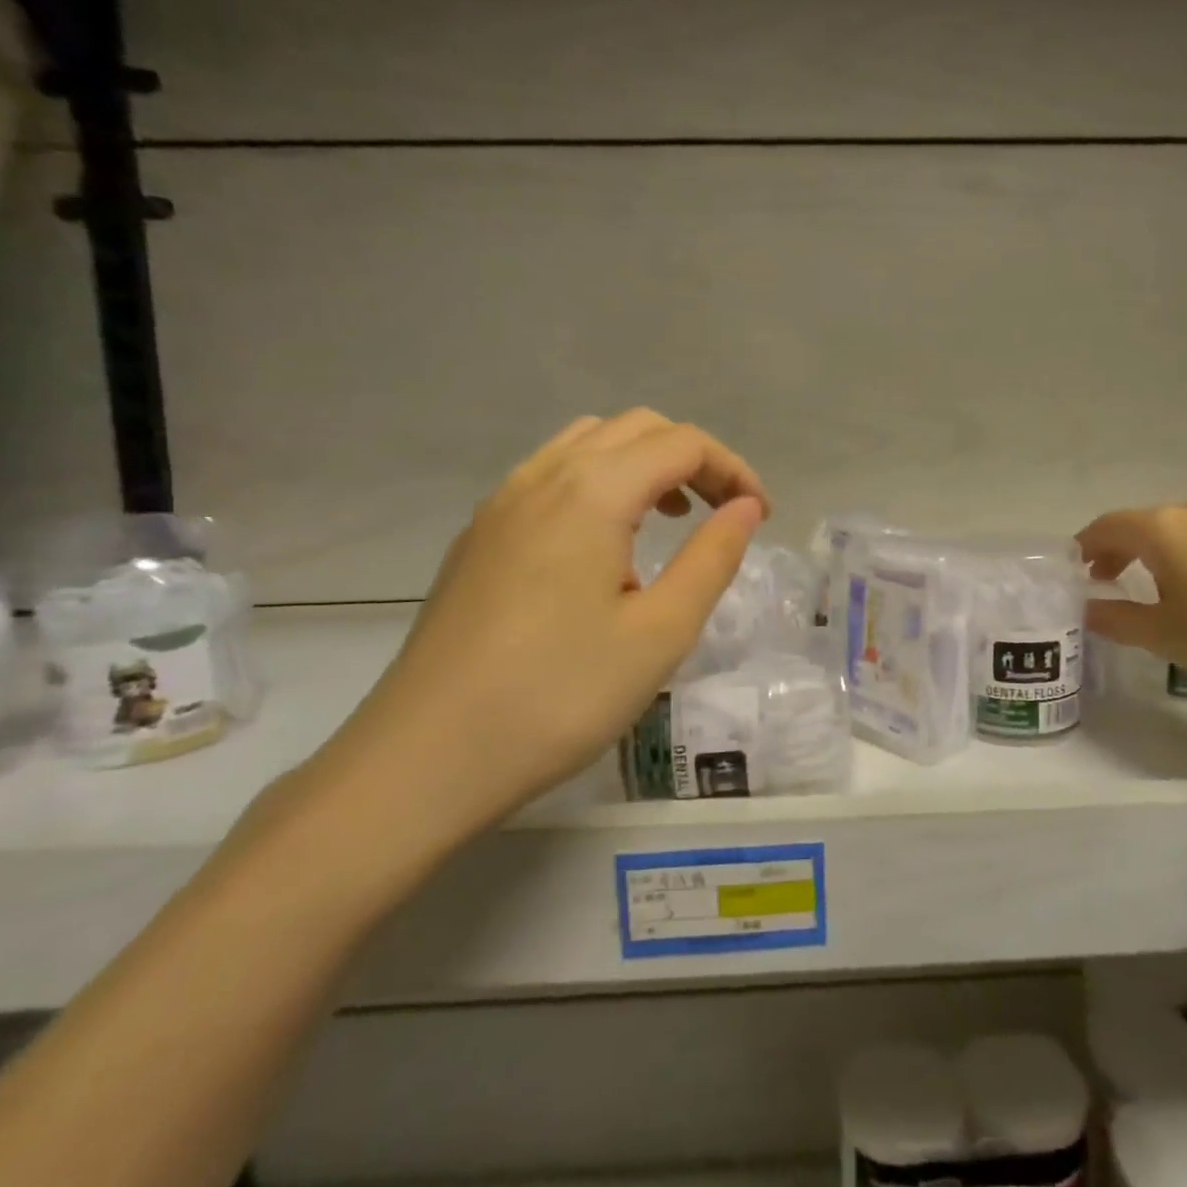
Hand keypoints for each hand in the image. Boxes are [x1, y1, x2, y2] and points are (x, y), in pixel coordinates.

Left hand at [309, 410, 768, 849]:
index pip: (681, 443)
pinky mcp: (478, 535)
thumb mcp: (660, 633)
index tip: (762, 516)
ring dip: (642, 464)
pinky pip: (551, 475)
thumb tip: (747, 506)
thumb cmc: (558, 696)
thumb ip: (712, 557)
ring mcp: (502, 502)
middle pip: (635, 429)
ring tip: (670, 518)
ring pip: (587, 444)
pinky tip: (605, 546)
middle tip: (723, 513)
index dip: (733, 468)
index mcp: (592, 491)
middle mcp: (543, 476)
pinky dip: (598, 483)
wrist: (425, 758)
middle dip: (692, 459)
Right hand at [1076, 496, 1186, 692]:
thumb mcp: (1163, 634)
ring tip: (1156, 587)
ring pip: (1178, 529)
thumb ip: (1115, 619)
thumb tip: (1086, 609)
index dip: (1085, 547)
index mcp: (1162, 528)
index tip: (1076, 571)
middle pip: (1142, 523)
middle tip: (1108, 580)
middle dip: (1119, 550)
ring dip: (1156, 552)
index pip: (1106, 526)